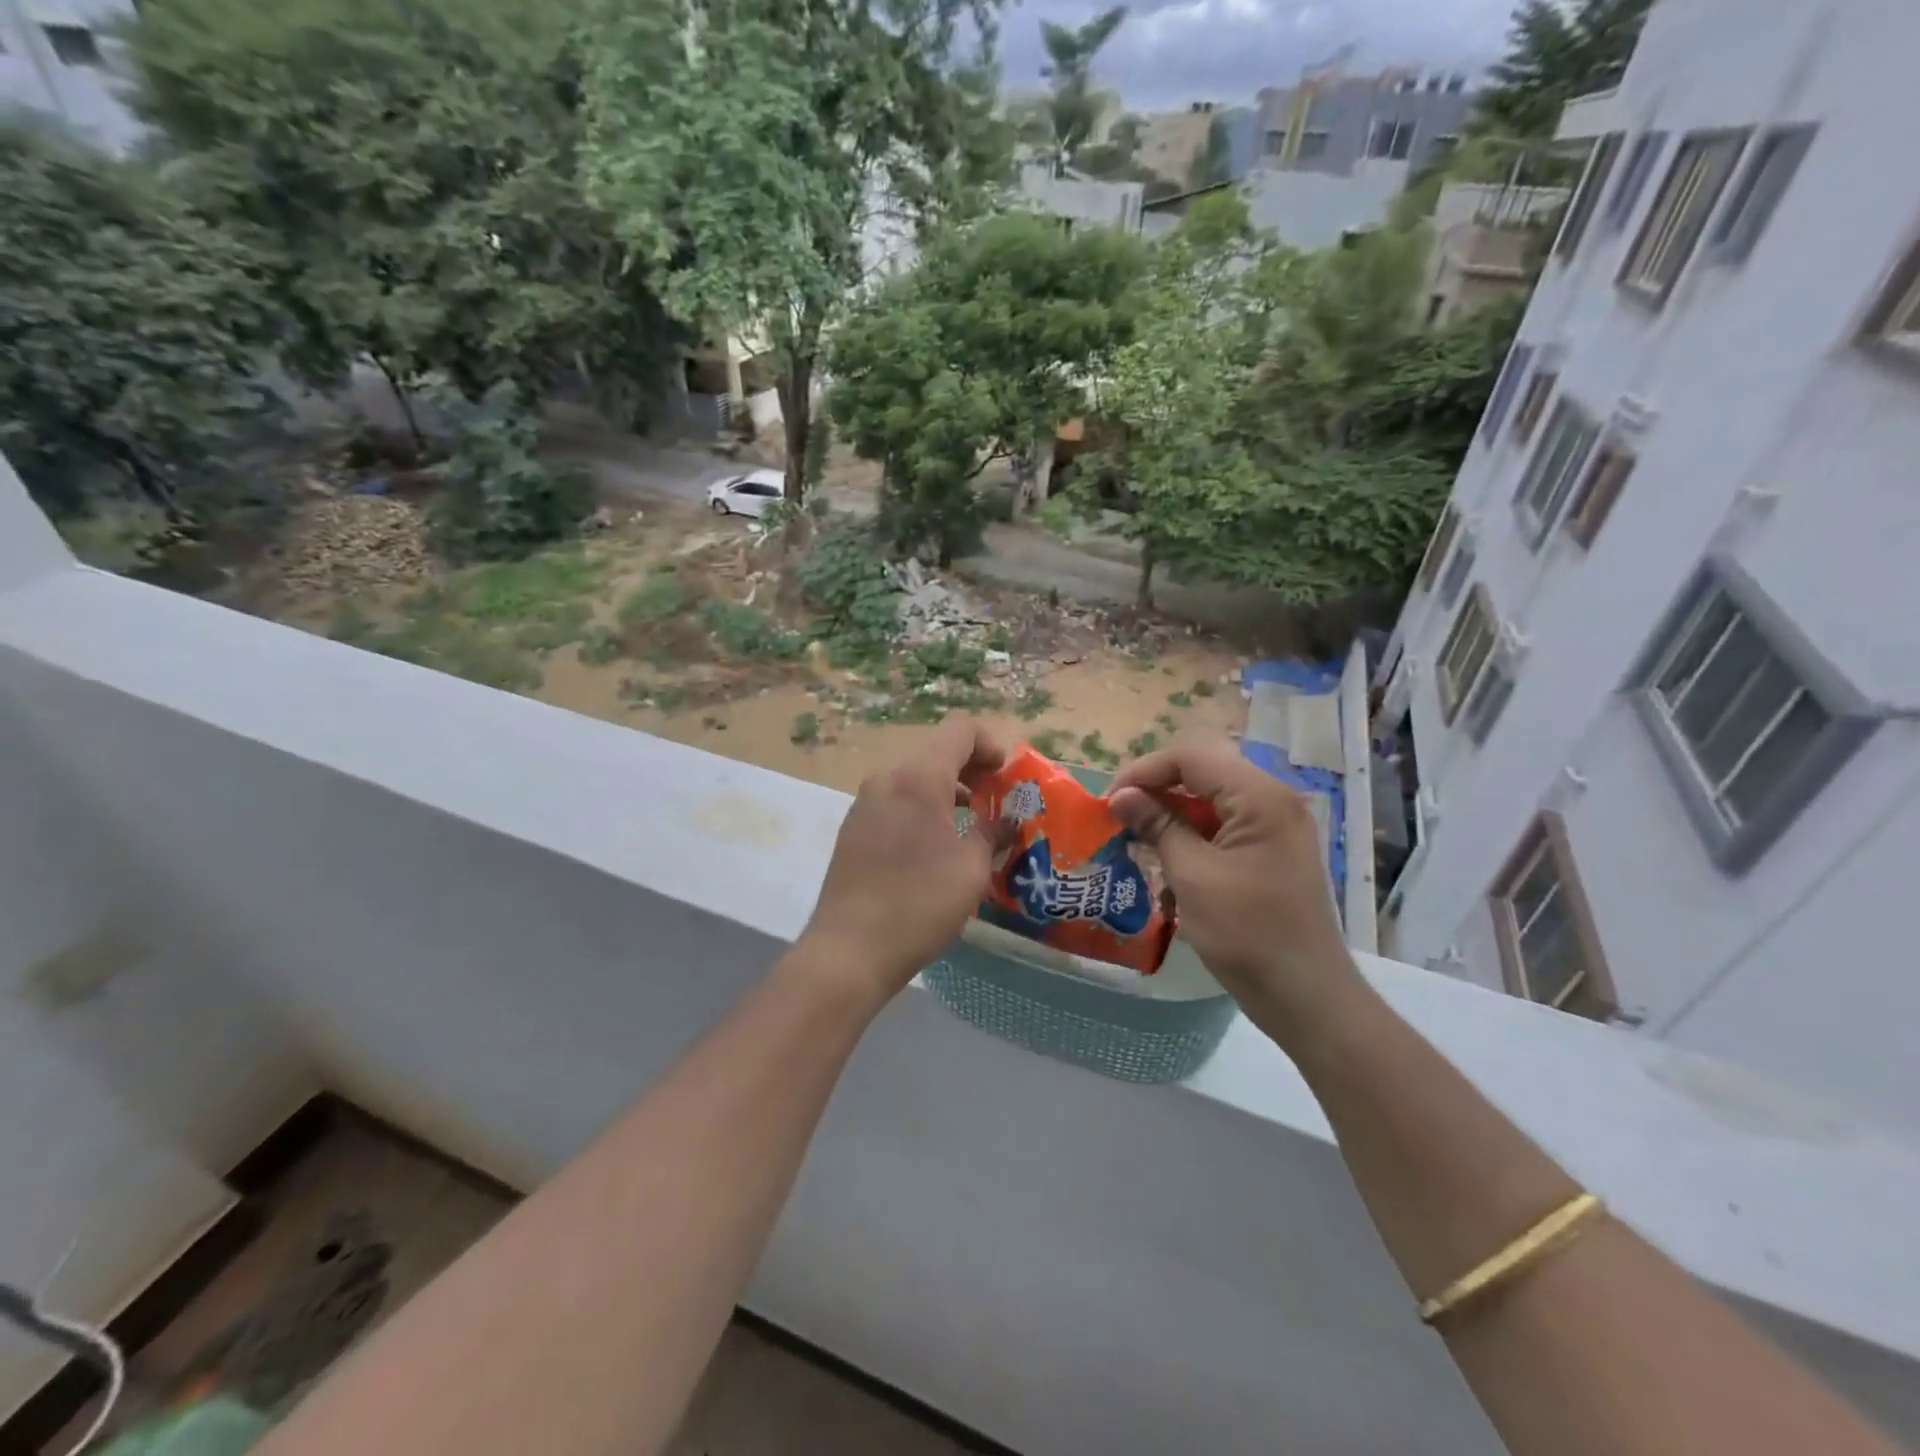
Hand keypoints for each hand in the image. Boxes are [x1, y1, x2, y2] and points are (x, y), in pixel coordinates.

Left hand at [800, 718, 1007, 1005]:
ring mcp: (864, 803)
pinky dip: (920, 811)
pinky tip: (932, 851)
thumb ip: (992, 832)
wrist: (849, 950)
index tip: (1006, 780)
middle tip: (995, 807)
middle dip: (971, 773)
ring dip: (946, 794)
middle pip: (937, 754)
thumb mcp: (971, 868)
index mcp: (919, 778)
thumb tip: (1006, 821)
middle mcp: (887, 779)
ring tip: (968, 831)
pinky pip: (895, 804)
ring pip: (914, 781)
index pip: (961, 730)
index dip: (991, 745)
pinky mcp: (852, 829)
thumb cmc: (920, 903)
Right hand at [1109, 738, 1354, 1025]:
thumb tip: (1121, 796)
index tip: (1110, 801)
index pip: (1192, 758)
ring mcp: (1275, 829)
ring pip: (1210, 805)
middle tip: (1120, 819)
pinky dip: (1192, 841)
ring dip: (1171, 819)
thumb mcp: (1192, 876)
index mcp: (1260, 797)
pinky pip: (1223, 831)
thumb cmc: (1247, 933)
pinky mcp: (1271, 855)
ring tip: (1136, 844)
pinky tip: (1167, 869)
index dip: (1145, 772)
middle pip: (1202, 776)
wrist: (1305, 997)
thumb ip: (1157, 826)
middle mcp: (1273, 802)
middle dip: (1157, 793)